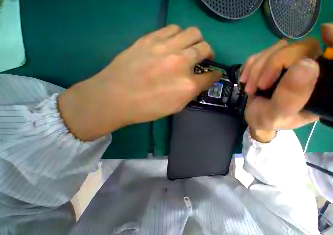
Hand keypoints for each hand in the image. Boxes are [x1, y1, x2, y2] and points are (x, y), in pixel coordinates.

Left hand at [58, 25, 220, 140]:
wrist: (115, 96)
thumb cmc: (150, 107)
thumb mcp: (178, 105)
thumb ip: (192, 92)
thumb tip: (199, 81)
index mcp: (188, 84)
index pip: (211, 76)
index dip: (216, 74)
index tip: (217, 74)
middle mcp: (181, 62)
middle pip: (205, 47)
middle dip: (210, 52)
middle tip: (206, 57)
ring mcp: (165, 47)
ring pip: (191, 32)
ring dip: (196, 40)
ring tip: (190, 47)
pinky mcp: (150, 38)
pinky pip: (172, 28)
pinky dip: (179, 35)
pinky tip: (175, 42)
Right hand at [241, 23, 332, 141]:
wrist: (255, 118)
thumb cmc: (268, 121)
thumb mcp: (276, 116)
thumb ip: (289, 99)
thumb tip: (307, 64)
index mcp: (321, 90)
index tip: (327, 34)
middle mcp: (312, 74)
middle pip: (302, 48)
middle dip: (273, 65)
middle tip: (259, 86)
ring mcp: (293, 65)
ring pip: (280, 47)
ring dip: (258, 67)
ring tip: (250, 87)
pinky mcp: (278, 62)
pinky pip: (266, 52)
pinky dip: (252, 64)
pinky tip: (246, 79)